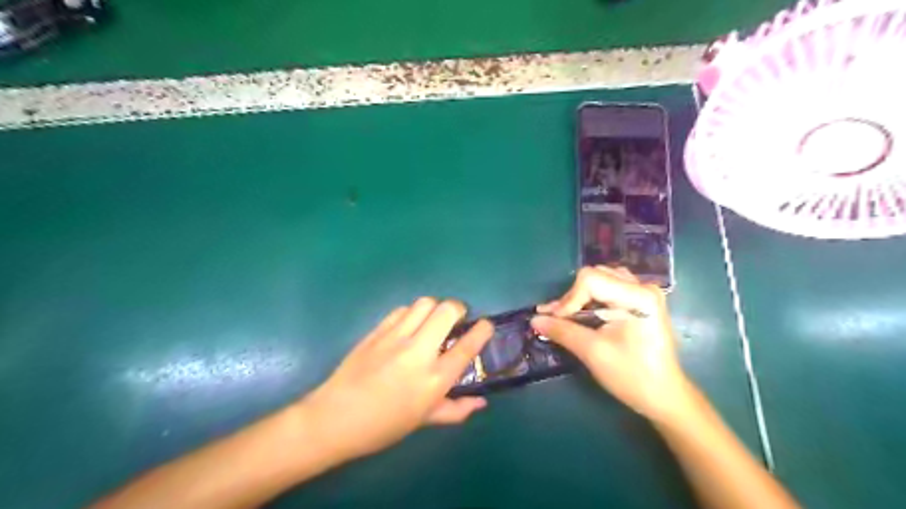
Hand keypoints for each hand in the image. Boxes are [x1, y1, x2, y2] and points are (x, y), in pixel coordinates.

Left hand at [299, 299, 492, 461]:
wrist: (334, 418)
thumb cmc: (383, 425)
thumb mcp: (424, 421)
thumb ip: (456, 409)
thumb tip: (481, 402)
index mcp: (434, 379)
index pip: (467, 346)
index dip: (482, 330)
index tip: (486, 325)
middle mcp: (418, 352)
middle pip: (447, 310)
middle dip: (458, 309)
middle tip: (457, 320)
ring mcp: (395, 338)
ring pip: (424, 303)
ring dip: (435, 308)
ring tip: (432, 321)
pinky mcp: (377, 331)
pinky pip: (401, 310)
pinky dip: (412, 313)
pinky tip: (409, 325)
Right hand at [532, 266, 694, 421]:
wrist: (664, 396)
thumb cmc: (632, 376)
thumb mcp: (593, 352)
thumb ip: (562, 331)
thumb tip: (534, 320)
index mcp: (638, 296)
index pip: (590, 280)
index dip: (568, 299)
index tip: (555, 321)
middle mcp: (643, 287)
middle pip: (594, 276)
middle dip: (572, 298)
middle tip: (555, 319)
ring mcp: (643, 293)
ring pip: (600, 280)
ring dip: (579, 297)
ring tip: (566, 317)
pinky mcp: (640, 301)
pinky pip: (609, 289)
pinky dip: (591, 300)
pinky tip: (581, 315)